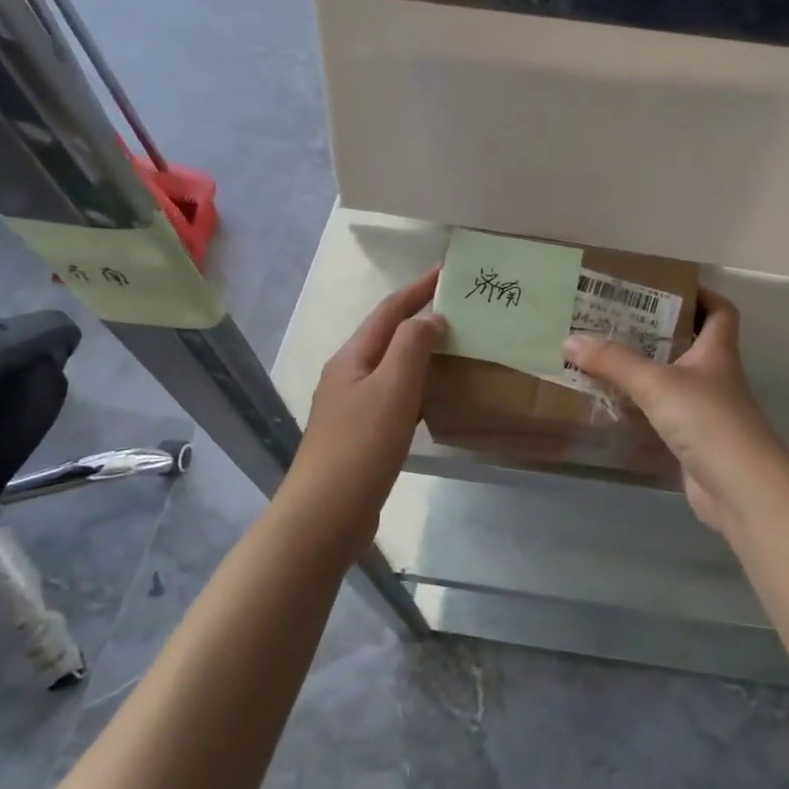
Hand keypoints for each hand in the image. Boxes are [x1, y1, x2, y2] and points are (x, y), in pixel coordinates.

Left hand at [282, 268, 442, 553]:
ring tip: (458, 350)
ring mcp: (352, 407)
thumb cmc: (361, 446)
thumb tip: (430, 318)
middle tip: (463, 313)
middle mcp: (348, 376)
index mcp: (352, 358)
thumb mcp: (392, 388)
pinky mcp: (361, 435)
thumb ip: (412, 346)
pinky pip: (395, 398)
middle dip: (422, 319)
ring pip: (393, 368)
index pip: (389, 311)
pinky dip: (419, 388)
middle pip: (388, 337)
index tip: (448, 272)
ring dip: (422, 355)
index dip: (418, 289)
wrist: (325, 515)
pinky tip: (438, 399)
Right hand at [562, 290, 788, 535]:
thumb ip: (614, 362)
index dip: (701, 295)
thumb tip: (569, 339)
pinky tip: (612, 404)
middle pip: (690, 343)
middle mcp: (714, 376)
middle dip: (656, 331)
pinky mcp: (693, 440)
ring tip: (603, 356)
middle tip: (615, 320)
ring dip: (645, 370)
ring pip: (673, 380)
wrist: (740, 488)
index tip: (664, 288)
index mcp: (717, 351)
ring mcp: (705, 410)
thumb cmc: (707, 420)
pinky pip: (663, 414)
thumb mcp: (656, 383)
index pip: (720, 311)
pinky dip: (641, 407)